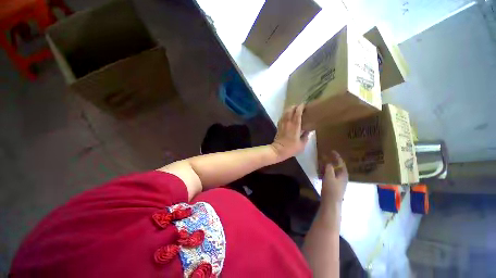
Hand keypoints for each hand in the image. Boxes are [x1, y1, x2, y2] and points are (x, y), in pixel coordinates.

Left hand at [271, 104, 308, 161]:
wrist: (278, 150)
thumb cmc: (291, 148)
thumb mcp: (302, 144)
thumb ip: (306, 136)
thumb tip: (309, 131)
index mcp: (295, 126)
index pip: (297, 113)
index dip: (301, 107)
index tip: (304, 105)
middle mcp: (288, 122)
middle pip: (290, 110)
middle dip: (295, 106)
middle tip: (300, 107)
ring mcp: (282, 124)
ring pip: (285, 112)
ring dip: (290, 109)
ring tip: (294, 109)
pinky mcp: (279, 126)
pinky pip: (282, 117)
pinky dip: (285, 114)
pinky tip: (288, 115)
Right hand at [321, 151, 347, 203]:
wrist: (331, 203)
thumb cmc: (331, 189)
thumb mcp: (329, 177)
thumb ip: (328, 168)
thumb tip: (328, 162)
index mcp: (343, 174)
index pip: (341, 162)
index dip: (336, 156)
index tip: (332, 151)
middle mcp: (343, 177)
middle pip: (338, 166)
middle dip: (332, 161)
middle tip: (325, 157)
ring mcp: (339, 182)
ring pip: (334, 171)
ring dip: (328, 167)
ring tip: (322, 163)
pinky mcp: (334, 185)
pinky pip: (331, 175)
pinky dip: (326, 172)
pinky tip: (321, 173)